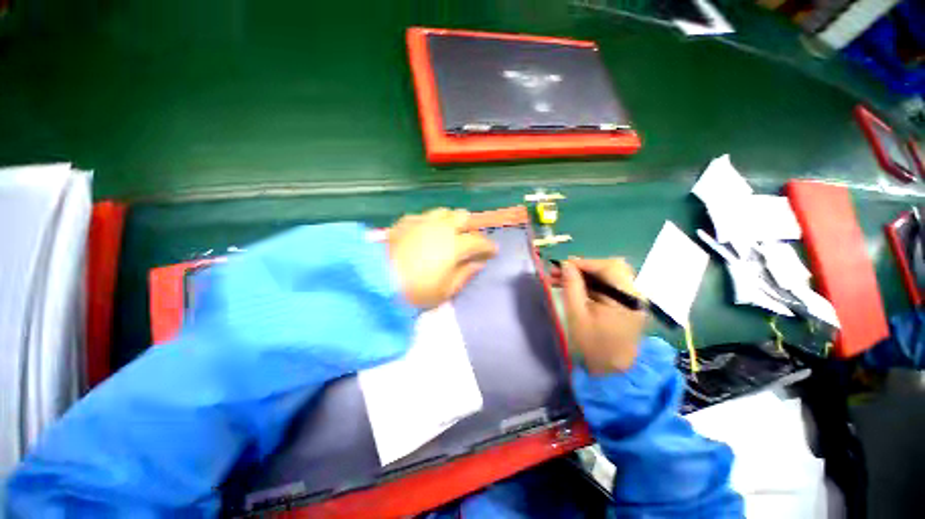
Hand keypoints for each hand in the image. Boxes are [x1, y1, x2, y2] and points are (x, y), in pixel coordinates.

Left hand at [387, 208, 497, 308]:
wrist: (377, 282)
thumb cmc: (417, 291)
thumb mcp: (446, 290)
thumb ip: (465, 273)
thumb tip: (479, 263)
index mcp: (455, 245)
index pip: (478, 241)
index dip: (488, 246)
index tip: (492, 251)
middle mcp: (441, 227)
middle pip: (463, 217)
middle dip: (470, 227)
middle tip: (469, 240)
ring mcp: (422, 221)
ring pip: (444, 211)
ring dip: (451, 220)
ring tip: (448, 233)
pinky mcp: (405, 221)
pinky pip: (424, 216)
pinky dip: (431, 222)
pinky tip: (426, 233)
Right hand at [557, 257, 645, 373]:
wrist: (612, 372)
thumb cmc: (592, 345)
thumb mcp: (577, 315)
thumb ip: (572, 286)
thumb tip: (566, 264)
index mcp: (628, 297)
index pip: (608, 267)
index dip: (583, 263)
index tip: (561, 265)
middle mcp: (635, 294)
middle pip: (610, 268)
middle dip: (583, 268)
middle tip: (559, 271)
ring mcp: (632, 299)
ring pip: (607, 276)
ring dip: (584, 275)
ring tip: (560, 278)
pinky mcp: (626, 303)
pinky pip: (607, 286)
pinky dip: (589, 284)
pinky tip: (572, 286)